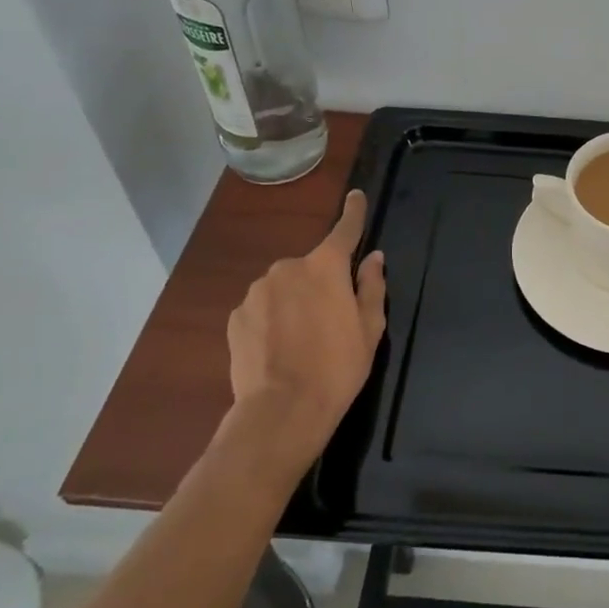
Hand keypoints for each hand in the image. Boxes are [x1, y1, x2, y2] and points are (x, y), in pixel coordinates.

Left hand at [223, 190, 387, 469]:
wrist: (281, 412)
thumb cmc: (338, 368)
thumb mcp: (370, 328)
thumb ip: (371, 286)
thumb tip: (372, 257)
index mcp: (326, 266)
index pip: (344, 230)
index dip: (353, 212)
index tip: (355, 195)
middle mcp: (288, 268)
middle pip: (311, 266)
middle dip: (320, 284)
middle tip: (330, 320)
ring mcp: (257, 291)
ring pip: (284, 288)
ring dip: (294, 302)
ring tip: (301, 341)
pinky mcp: (236, 317)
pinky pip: (261, 309)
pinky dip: (271, 320)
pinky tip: (278, 349)